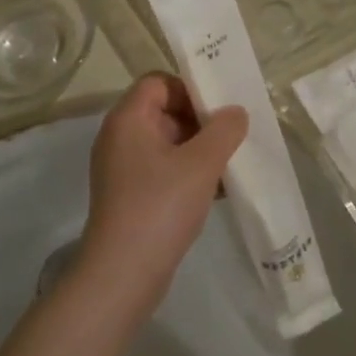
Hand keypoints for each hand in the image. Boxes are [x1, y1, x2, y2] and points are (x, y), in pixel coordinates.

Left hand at [78, 74, 248, 317]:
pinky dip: (190, 173)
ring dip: (200, 149)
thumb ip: (224, 130)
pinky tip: (218, 190)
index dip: (191, 88)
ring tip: (231, 164)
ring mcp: (124, 169)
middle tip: (233, 136)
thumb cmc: (161, 206)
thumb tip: (235, 112)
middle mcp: (120, 138)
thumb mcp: (201, 163)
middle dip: (201, 121)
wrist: (123, 274)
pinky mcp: (131, 196)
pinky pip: (165, 170)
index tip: (221, 109)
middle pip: (165, 111)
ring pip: (168, 143)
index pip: (159, 82)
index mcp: (128, 119)